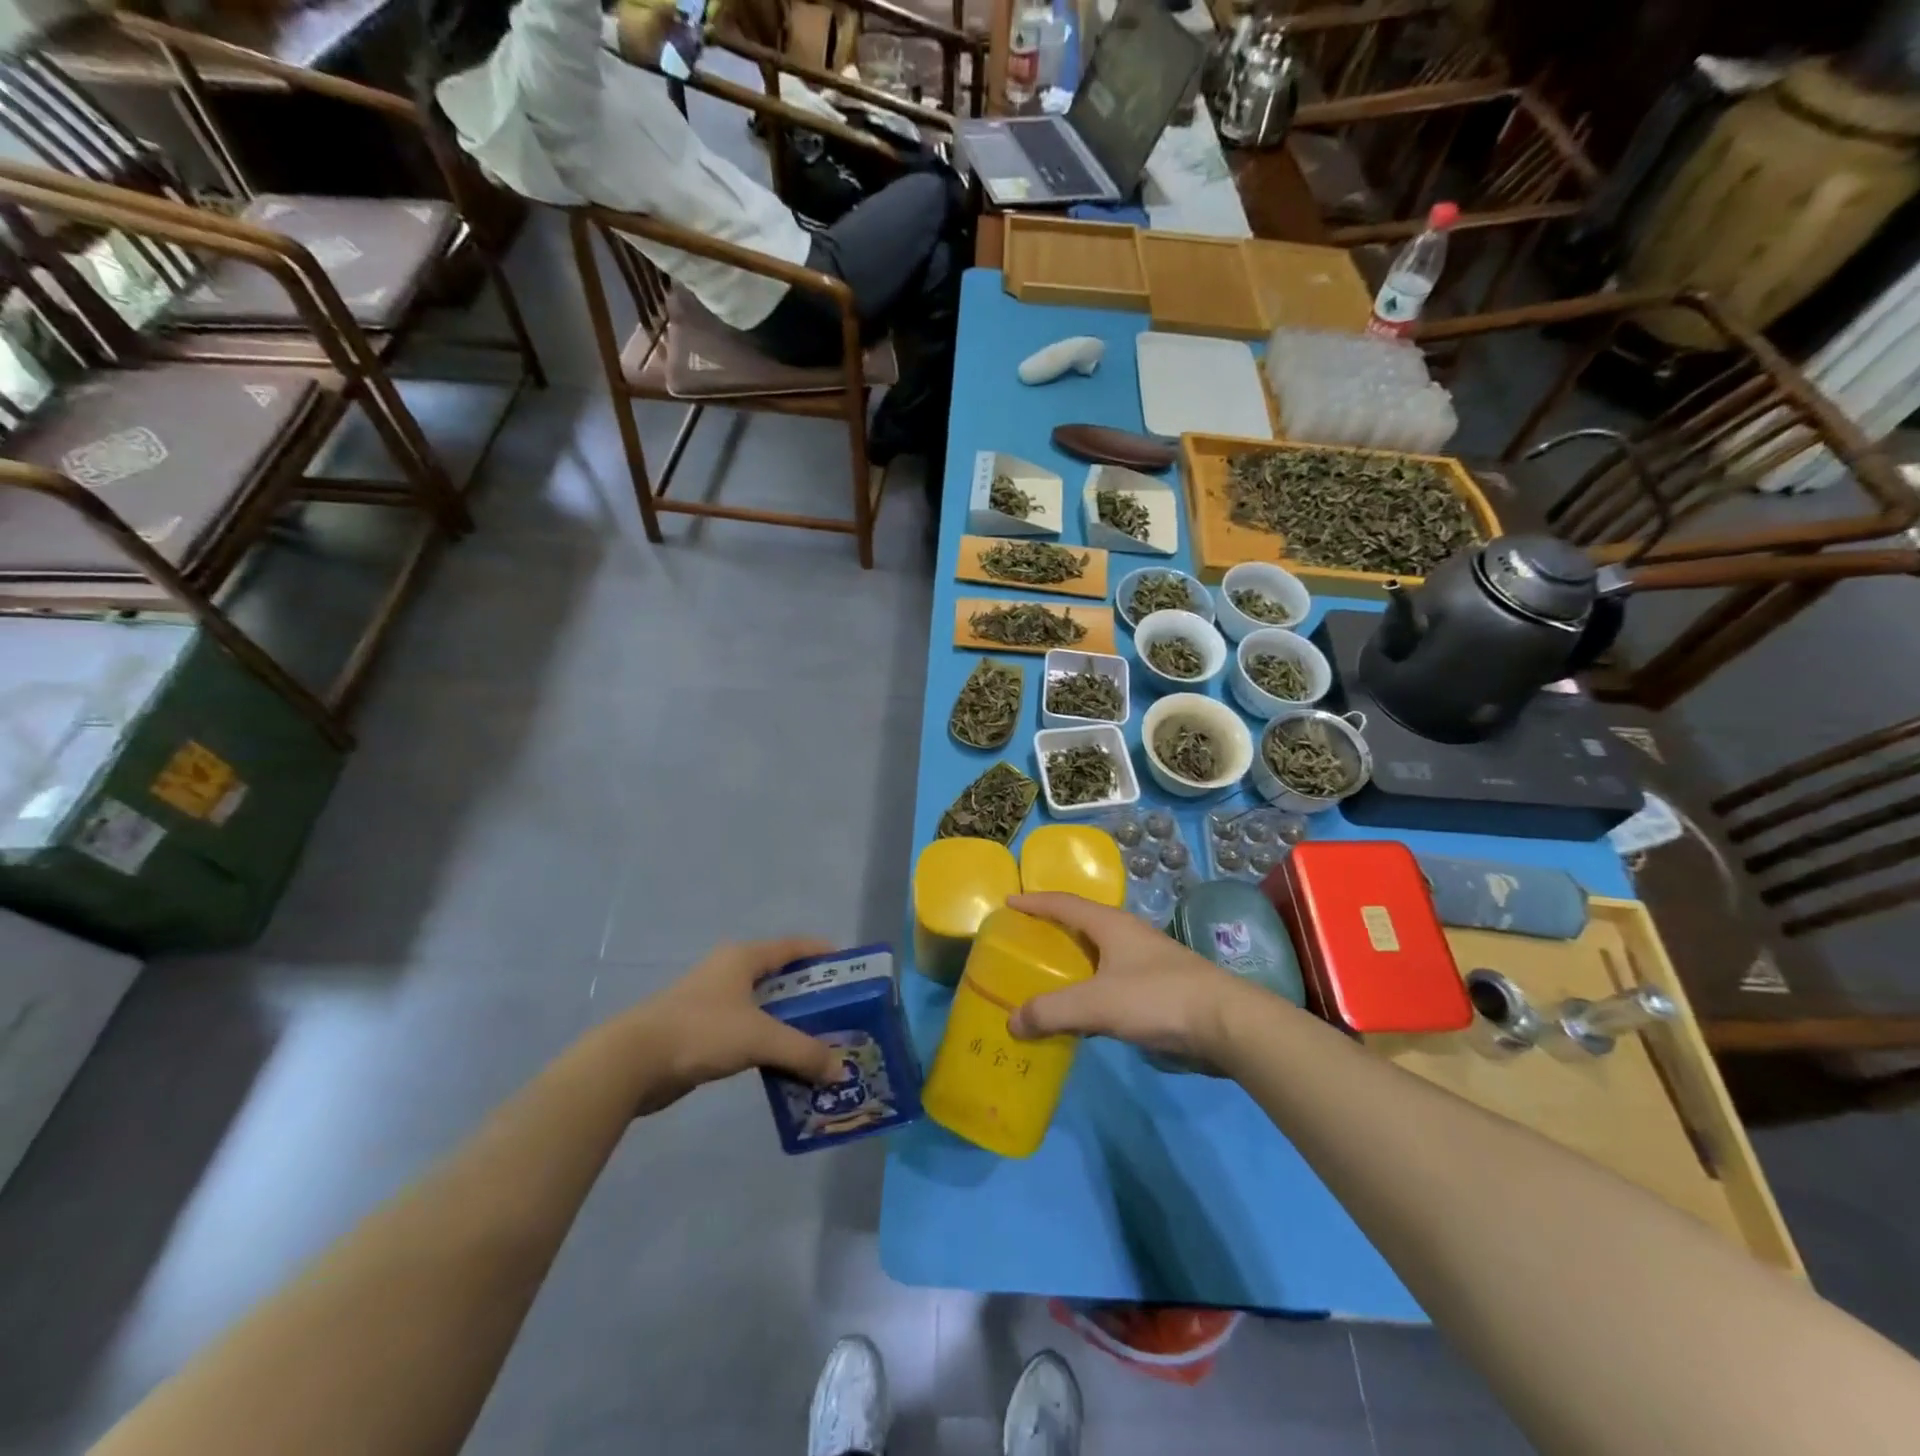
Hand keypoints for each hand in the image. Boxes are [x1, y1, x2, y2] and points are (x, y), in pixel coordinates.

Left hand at [621, 938, 843, 1113]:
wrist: (633, 1062)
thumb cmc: (702, 1031)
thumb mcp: (760, 1038)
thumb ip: (803, 1051)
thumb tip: (839, 1069)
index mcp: (743, 958)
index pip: (792, 946)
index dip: (821, 953)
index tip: (848, 968)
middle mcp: (729, 973)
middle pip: (779, 978)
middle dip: (810, 995)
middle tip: (840, 1014)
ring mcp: (712, 1002)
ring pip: (762, 1008)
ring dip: (788, 1023)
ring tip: (818, 1043)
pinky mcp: (701, 1032)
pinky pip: (746, 1031)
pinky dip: (767, 1043)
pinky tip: (783, 1063)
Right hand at [1006, 893, 1240, 1060]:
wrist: (1227, 1023)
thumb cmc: (1157, 998)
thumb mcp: (1096, 1004)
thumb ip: (1052, 1012)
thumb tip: (1012, 1022)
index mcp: (1111, 925)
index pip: (1064, 903)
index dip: (1035, 902)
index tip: (1009, 902)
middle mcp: (1128, 935)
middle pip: (1082, 924)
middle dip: (1052, 930)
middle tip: (1023, 941)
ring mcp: (1146, 960)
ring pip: (1099, 954)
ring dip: (1074, 961)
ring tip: (1048, 976)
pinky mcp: (1160, 987)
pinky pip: (1112, 979)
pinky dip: (1091, 987)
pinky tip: (1085, 1010)